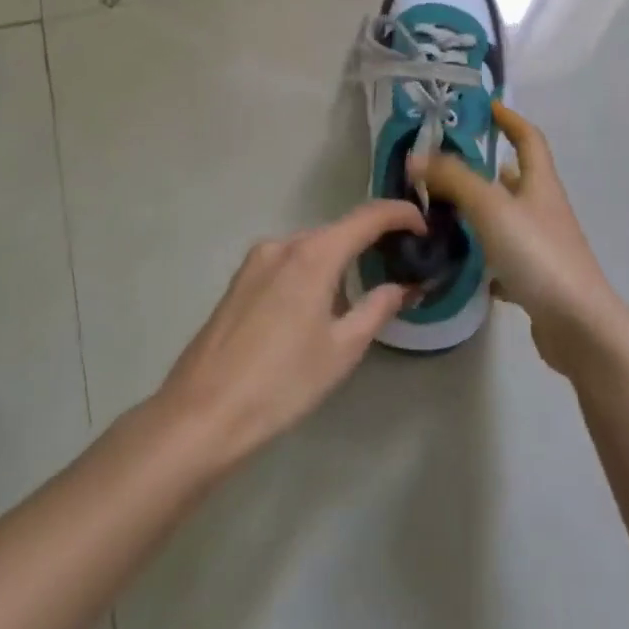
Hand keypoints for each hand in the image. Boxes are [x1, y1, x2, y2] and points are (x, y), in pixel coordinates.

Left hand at [160, 200, 424, 466]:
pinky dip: (311, 272)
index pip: (368, 216)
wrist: (203, 413)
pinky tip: (313, 311)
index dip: (401, 215)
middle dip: (370, 244)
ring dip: (339, 262)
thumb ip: (378, 307)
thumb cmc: (282, 383)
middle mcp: (283, 244)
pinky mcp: (239, 281)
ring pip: (311, 248)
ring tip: (356, 301)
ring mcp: (255, 260)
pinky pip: (287, 263)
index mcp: (313, 254)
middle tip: (398, 270)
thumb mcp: (342, 349)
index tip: (425, 228)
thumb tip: (405, 285)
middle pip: (338, 231)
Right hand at [411, 104, 628, 378]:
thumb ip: (454, 179)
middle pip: (517, 179)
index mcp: (541, 184)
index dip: (510, 119)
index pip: (529, 139)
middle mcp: (544, 210)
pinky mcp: (536, 280)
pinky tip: (461, 266)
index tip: (487, 106)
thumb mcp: (492, 207)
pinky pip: (505, 259)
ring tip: (442, 212)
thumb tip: (416, 157)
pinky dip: (484, 257)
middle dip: (484, 168)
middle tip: (444, 166)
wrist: (578, 325)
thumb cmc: (538, 254)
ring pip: (507, 219)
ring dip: (480, 212)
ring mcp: (543, 247)